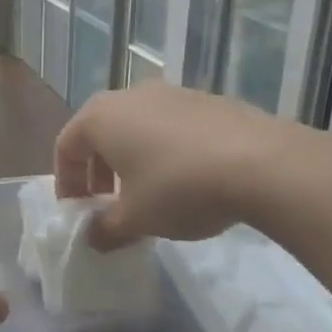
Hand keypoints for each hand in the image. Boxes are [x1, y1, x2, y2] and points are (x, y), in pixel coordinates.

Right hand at [54, 83, 296, 248]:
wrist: (264, 163)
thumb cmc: (179, 188)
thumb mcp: (136, 219)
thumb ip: (105, 229)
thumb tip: (92, 238)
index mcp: (99, 117)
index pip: (66, 147)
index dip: (66, 183)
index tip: (78, 213)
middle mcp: (129, 96)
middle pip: (99, 133)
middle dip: (98, 171)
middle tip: (108, 204)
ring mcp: (171, 93)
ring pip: (136, 128)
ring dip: (132, 160)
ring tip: (148, 194)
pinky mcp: (207, 100)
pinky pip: (170, 126)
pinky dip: (165, 151)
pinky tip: (187, 180)